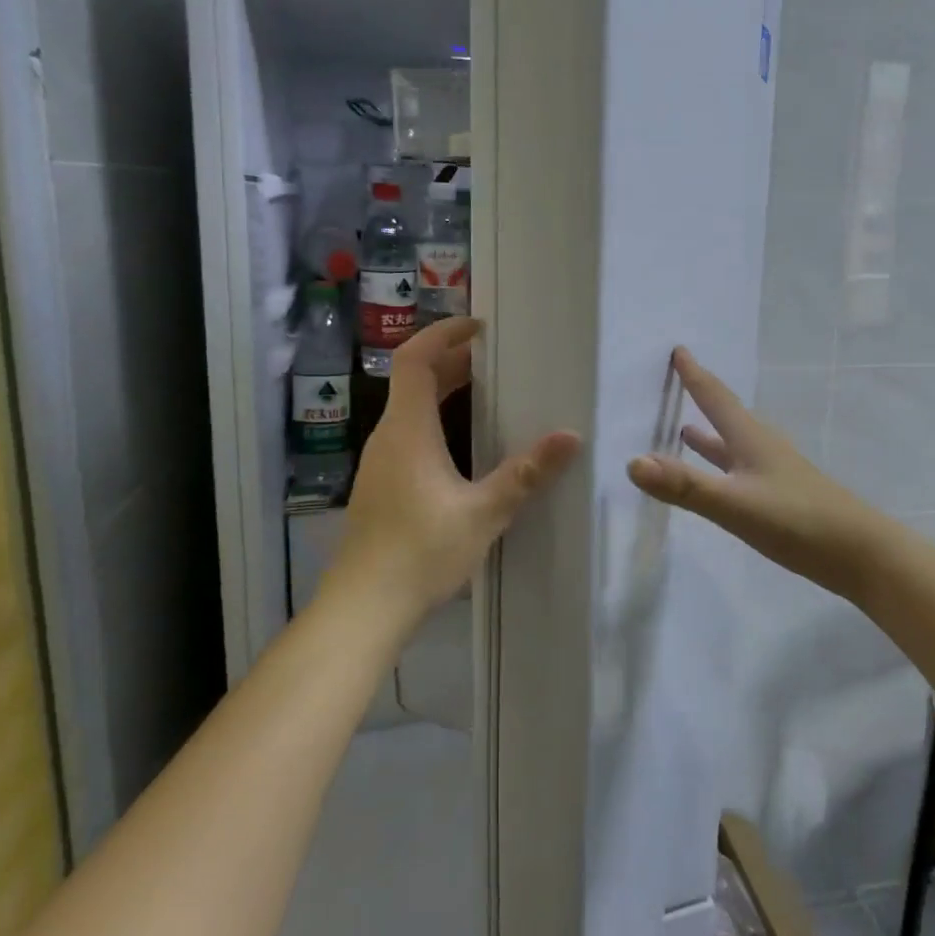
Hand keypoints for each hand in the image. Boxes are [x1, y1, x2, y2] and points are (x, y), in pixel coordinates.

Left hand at [334, 318, 579, 624]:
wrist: (364, 609)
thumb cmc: (421, 552)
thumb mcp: (484, 513)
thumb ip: (526, 473)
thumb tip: (570, 437)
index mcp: (408, 431)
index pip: (414, 360)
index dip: (443, 334)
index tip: (479, 327)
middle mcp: (388, 438)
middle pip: (413, 381)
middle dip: (453, 362)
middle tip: (495, 359)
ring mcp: (380, 463)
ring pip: (410, 410)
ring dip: (444, 392)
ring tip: (487, 394)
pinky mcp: (381, 486)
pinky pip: (409, 435)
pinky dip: (437, 421)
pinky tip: (465, 448)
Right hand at [626, 348, 885, 601]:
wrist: (860, 554)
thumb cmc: (798, 520)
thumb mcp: (735, 504)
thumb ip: (685, 485)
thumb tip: (632, 462)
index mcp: (751, 439)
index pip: (716, 398)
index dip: (695, 375)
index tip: (678, 350)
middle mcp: (762, 448)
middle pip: (726, 415)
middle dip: (701, 398)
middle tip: (678, 382)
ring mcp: (774, 473)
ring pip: (734, 444)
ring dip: (710, 435)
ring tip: (685, 429)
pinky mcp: (781, 497)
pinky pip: (741, 470)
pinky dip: (722, 465)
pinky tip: (721, 478)